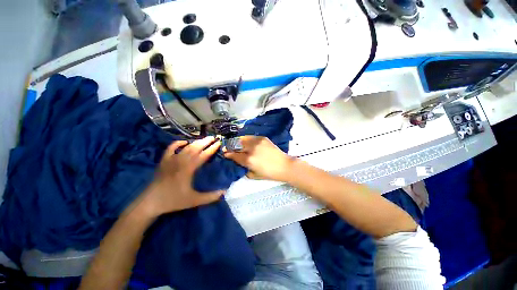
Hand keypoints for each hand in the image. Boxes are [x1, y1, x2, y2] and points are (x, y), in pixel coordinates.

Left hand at [138, 137, 223, 216]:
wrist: (150, 202)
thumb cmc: (173, 200)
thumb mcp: (194, 200)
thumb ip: (210, 197)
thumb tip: (225, 192)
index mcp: (188, 169)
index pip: (203, 155)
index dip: (212, 148)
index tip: (218, 143)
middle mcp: (180, 161)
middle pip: (195, 148)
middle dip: (205, 142)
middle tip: (213, 137)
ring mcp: (171, 160)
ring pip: (185, 147)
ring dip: (196, 142)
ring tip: (204, 139)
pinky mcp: (163, 161)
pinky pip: (171, 148)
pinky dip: (178, 143)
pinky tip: (184, 142)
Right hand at [223, 136, 294, 181]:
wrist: (284, 165)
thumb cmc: (269, 173)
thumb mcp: (253, 175)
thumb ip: (244, 168)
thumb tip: (238, 162)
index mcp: (248, 160)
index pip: (234, 155)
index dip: (228, 154)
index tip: (225, 153)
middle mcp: (251, 149)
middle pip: (236, 144)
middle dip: (230, 146)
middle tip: (228, 147)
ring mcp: (257, 142)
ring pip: (243, 138)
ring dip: (237, 141)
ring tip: (236, 143)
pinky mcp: (263, 138)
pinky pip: (251, 137)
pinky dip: (246, 139)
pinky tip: (246, 142)